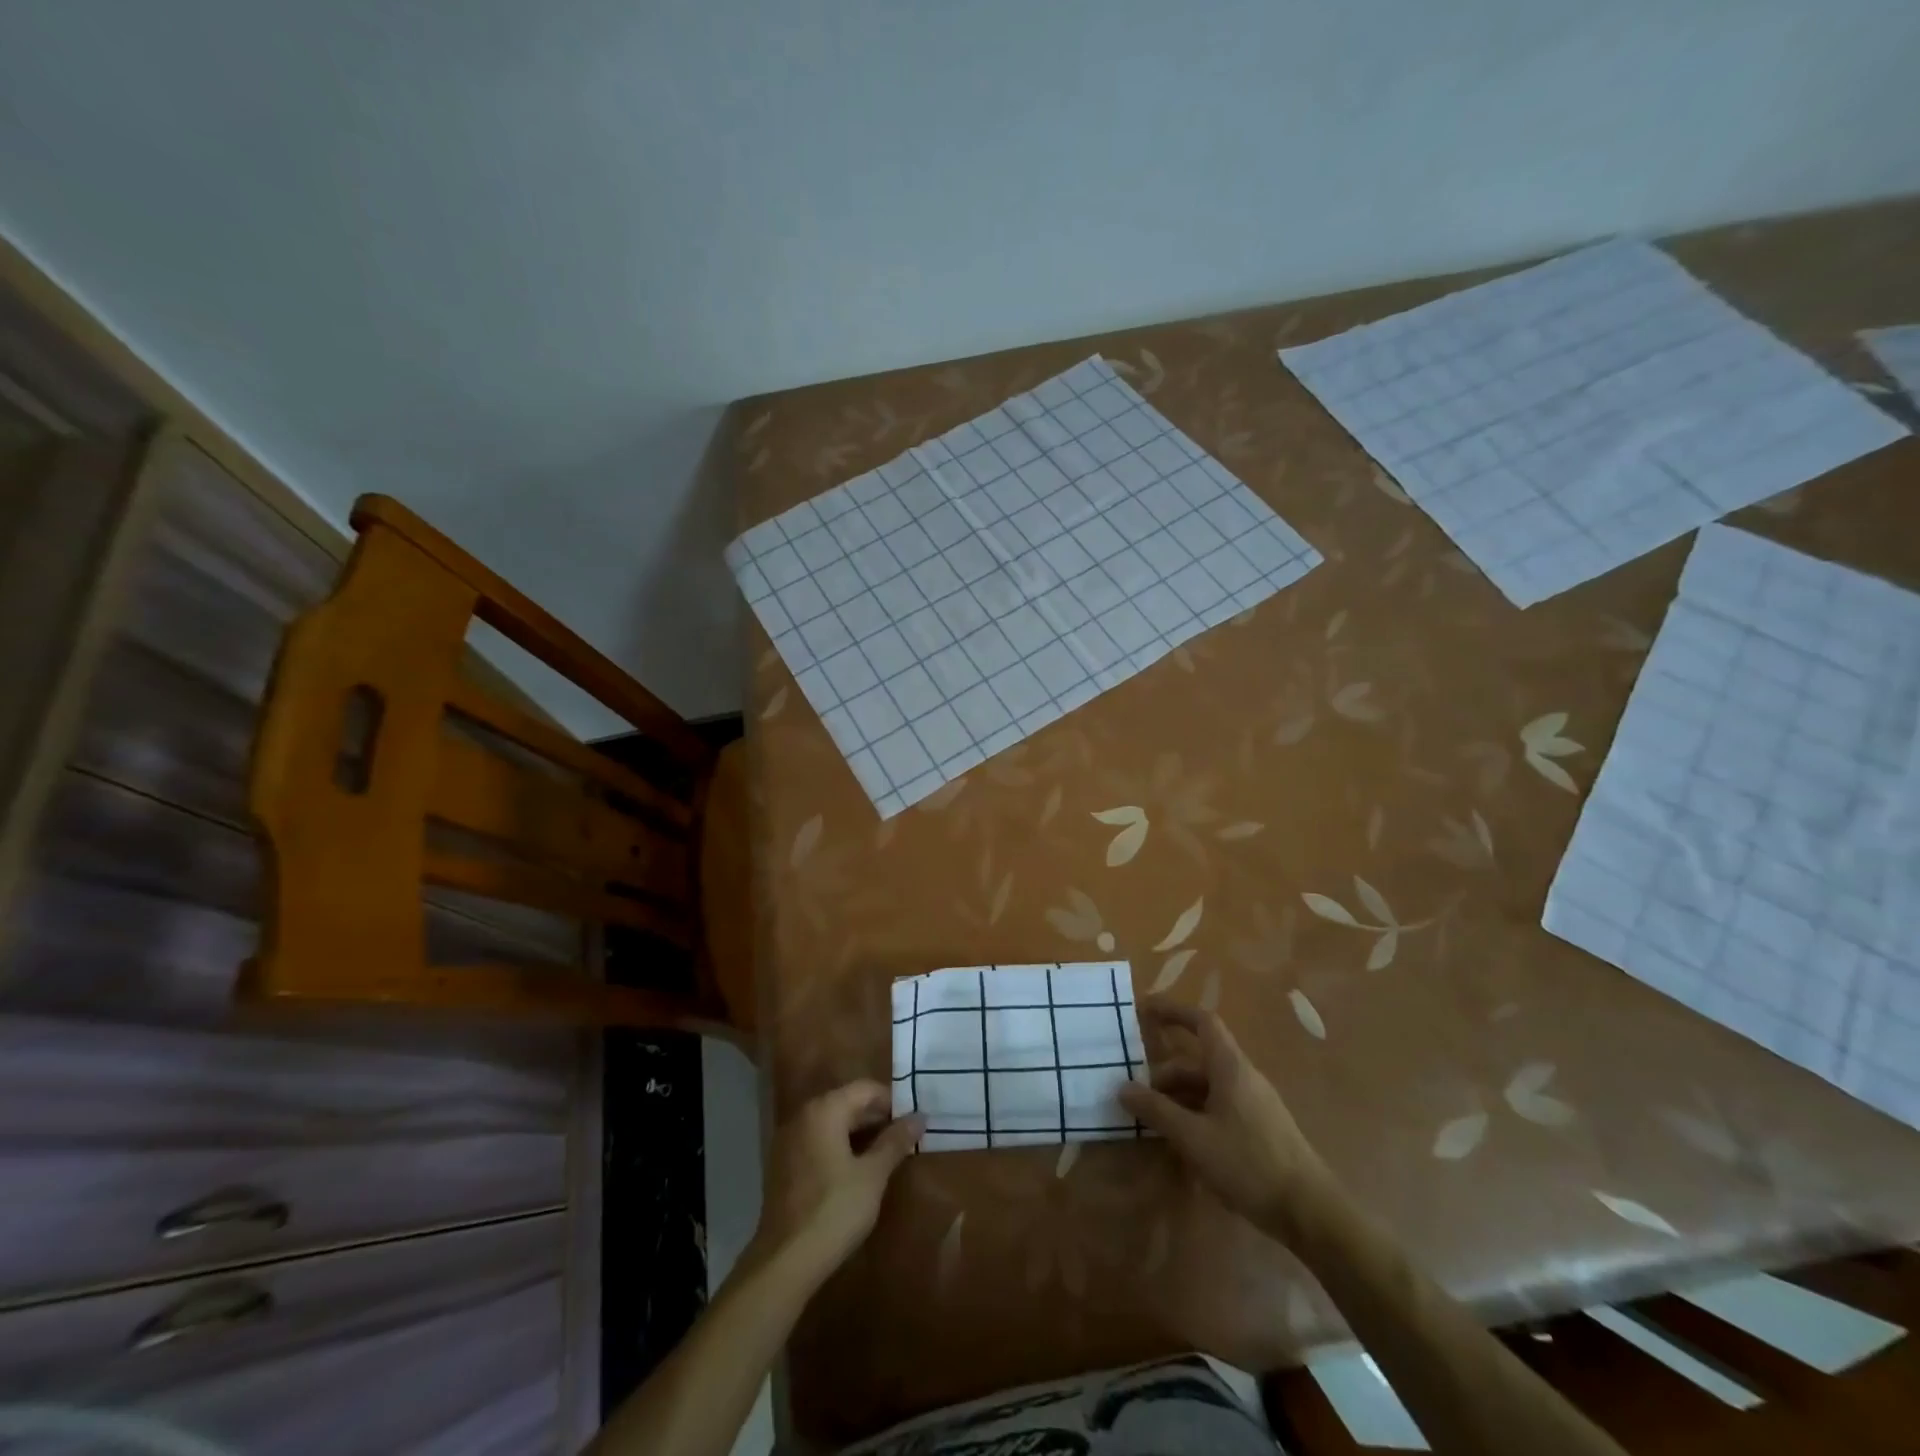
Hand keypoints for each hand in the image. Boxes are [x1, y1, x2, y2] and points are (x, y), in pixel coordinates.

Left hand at [749, 1081, 922, 1286]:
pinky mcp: (782, 1164)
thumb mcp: (873, 1175)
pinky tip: (855, 1170)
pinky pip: (817, 1142)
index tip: (912, 1121)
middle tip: (904, 1138)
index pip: (865, 1089)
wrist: (785, 1262)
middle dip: (876, 1118)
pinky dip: (838, 1147)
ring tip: (885, 1154)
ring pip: (832, 1123)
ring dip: (858, 1133)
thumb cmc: (835, 1210)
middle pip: (847, 1103)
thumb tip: (920, 1116)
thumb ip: (895, 1141)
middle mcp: (803, 1115)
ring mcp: (788, 1140)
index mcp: (825, 1110)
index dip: (892, 1101)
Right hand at [1120, 999, 1334, 1237]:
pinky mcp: (1259, 1128)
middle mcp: (1243, 1077)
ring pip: (1207, 1087)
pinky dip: (1195, 1114)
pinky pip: (1218, 1107)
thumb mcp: (1194, 1138)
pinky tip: (1182, 1142)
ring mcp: (1253, 1103)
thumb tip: (1123, 1087)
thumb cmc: (1249, 1164)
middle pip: (1198, 1060)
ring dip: (1178, 1097)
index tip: (1144, 1010)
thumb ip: (1157, 1111)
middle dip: (1165, 1073)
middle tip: (1136, 1095)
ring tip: (1153, 1123)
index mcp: (1230, 1067)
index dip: (1173, 1011)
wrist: (1310, 1212)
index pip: (1202, 1022)